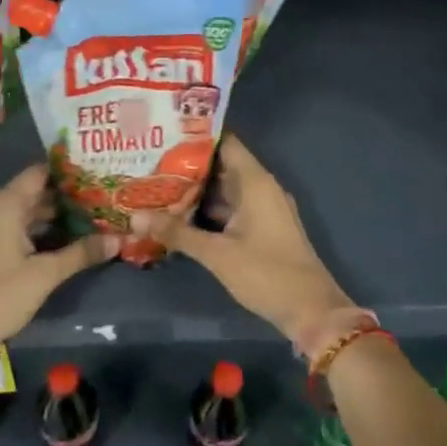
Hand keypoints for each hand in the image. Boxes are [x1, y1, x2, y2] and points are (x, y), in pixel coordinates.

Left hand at [0, 164, 116, 348]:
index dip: (67, 172)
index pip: (39, 173)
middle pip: (31, 193)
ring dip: (50, 217)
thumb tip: (118, 239)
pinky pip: (11, 228)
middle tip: (99, 199)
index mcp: (4, 205)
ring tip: (86, 219)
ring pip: (21, 213)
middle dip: (64, 197)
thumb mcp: (45, 274)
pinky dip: (33, 231)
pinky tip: (58, 242)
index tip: (95, 173)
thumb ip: (81, 253)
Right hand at [144, 134, 348, 342]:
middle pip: (221, 166)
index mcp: (255, 182)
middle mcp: (261, 188)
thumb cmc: (266, 273)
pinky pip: (231, 209)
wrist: (311, 310)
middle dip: (187, 166)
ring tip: (157, 186)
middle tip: (149, 163)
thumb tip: (136, 218)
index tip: (164, 134)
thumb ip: (177, 233)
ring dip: (195, 191)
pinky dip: (208, 210)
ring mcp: (263, 209)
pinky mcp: (262, 228)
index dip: (195, 136)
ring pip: (224, 190)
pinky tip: (180, 216)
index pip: (224, 142)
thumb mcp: (216, 253)